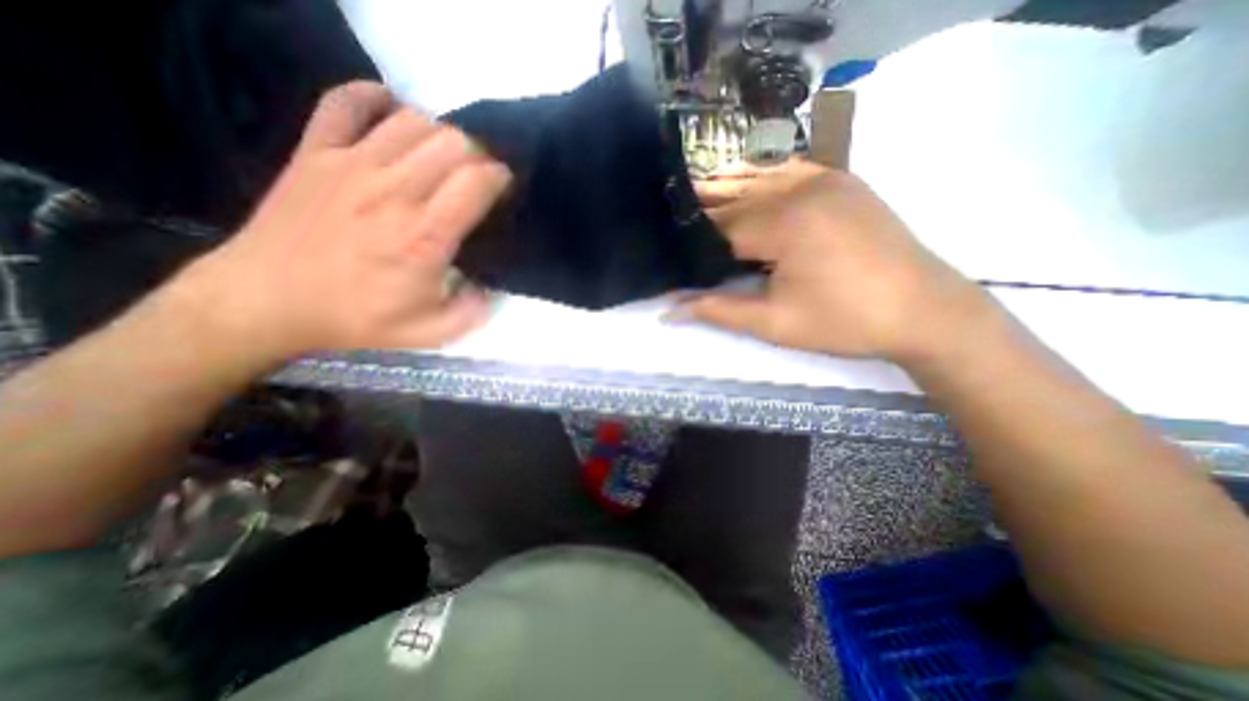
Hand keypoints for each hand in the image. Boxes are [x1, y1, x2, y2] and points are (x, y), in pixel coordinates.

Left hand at [179, 83, 510, 360]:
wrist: (266, 301)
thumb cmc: (356, 317)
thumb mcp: (430, 332)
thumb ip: (473, 311)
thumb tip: (489, 286)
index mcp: (425, 236)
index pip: (477, 181)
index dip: (499, 179)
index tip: (501, 190)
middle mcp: (394, 191)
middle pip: (453, 143)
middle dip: (477, 156)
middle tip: (475, 178)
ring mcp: (351, 164)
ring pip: (413, 121)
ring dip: (439, 134)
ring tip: (441, 158)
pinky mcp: (315, 152)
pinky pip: (346, 102)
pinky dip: (374, 97)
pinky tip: (391, 112)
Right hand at [678, 163, 991, 362]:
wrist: (924, 311)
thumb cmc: (844, 322)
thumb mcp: (773, 323)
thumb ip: (717, 311)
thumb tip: (668, 312)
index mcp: (785, 223)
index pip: (719, 229)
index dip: (693, 246)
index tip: (674, 260)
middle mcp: (801, 188)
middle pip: (735, 201)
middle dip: (705, 219)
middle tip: (678, 235)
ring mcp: (825, 178)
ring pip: (757, 181)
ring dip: (726, 195)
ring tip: (698, 208)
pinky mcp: (842, 181)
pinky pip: (788, 171)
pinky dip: (760, 177)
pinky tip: (743, 184)